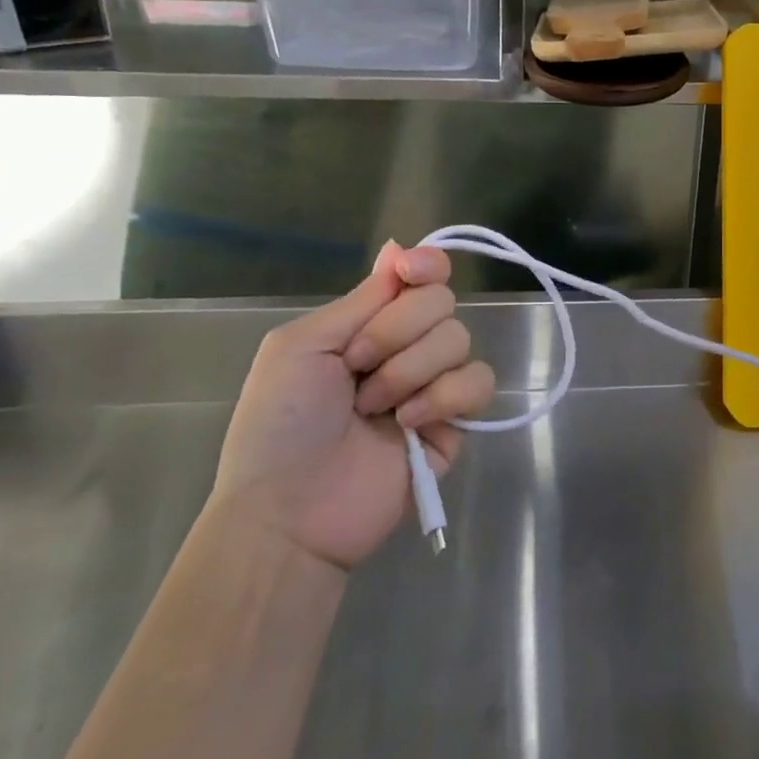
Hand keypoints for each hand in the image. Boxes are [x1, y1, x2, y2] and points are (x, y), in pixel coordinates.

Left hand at [209, 242, 495, 573]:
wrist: (290, 511)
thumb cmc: (279, 424)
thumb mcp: (301, 347)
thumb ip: (360, 300)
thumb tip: (398, 247)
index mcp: (369, 323)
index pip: (420, 275)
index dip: (426, 265)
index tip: (411, 273)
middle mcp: (407, 346)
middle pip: (442, 301)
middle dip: (397, 332)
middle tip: (358, 367)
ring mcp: (433, 384)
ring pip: (460, 339)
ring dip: (411, 371)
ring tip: (374, 410)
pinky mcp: (456, 423)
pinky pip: (479, 383)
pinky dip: (445, 397)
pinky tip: (410, 425)